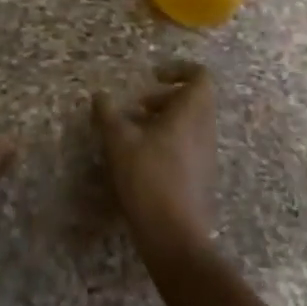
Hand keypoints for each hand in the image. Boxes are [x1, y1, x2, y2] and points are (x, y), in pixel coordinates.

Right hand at [93, 62, 216, 257]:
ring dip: (162, 121)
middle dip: (162, 98)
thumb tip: (100, 96)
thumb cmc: (148, 177)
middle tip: (135, 108)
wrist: (174, 235)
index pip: (200, 76)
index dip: (178, 69)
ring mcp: (206, 155)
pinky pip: (188, 145)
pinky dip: (167, 142)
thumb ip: (108, 114)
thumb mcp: (119, 141)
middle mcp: (205, 129)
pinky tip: (141, 160)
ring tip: (132, 134)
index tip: (152, 76)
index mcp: (191, 112)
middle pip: (192, 100)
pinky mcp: (201, 177)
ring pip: (189, 124)